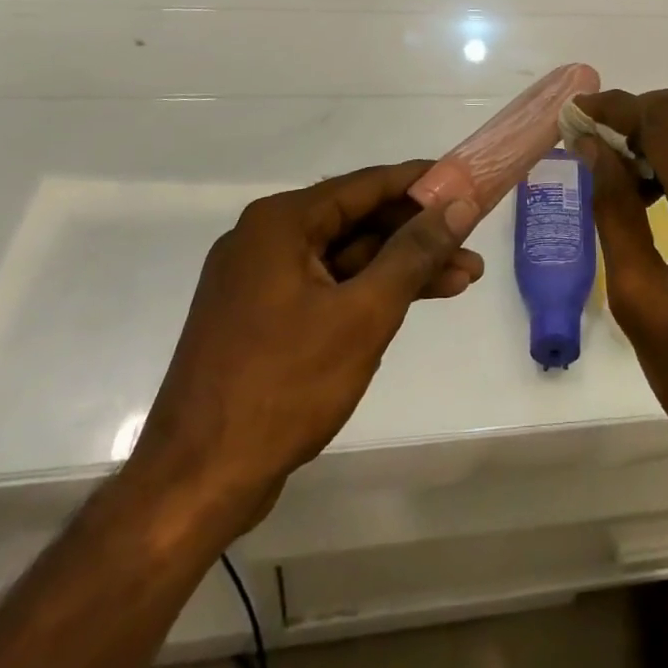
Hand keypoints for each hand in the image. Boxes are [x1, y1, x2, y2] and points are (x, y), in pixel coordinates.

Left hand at [129, 162, 482, 536]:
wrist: (195, 484)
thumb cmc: (283, 387)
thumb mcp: (364, 314)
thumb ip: (415, 252)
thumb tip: (460, 203)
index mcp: (280, 223)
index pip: (366, 185)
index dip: (421, 183)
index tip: (467, 183)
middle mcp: (265, 239)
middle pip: (358, 222)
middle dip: (418, 236)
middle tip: (471, 246)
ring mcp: (259, 280)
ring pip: (346, 258)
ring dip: (400, 268)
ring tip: (462, 280)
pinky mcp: (261, 317)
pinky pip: (326, 287)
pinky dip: (368, 294)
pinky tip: (410, 303)